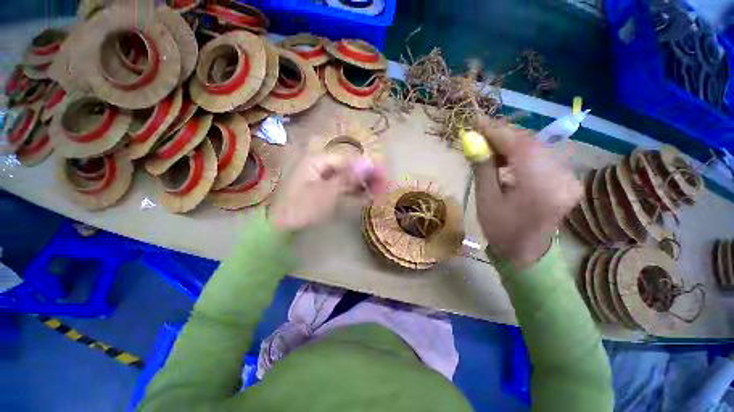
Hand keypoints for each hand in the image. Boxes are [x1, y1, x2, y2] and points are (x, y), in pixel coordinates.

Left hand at [268, 153, 387, 232]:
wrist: (282, 230)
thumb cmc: (301, 209)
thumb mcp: (326, 193)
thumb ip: (348, 177)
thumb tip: (369, 162)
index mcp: (317, 161)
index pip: (348, 159)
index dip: (367, 166)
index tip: (384, 174)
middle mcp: (320, 167)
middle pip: (349, 167)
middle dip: (367, 176)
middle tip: (383, 185)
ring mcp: (322, 180)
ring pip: (347, 178)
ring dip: (362, 184)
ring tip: (378, 192)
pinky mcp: (324, 192)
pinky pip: (343, 188)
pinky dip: (354, 193)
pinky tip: (366, 197)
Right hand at [474, 117, 580, 270]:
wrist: (525, 251)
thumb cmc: (500, 228)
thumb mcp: (485, 199)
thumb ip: (482, 167)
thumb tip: (472, 141)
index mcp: (540, 187)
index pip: (520, 146)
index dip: (497, 131)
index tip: (476, 122)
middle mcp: (563, 178)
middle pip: (531, 143)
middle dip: (503, 136)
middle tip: (479, 134)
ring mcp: (569, 178)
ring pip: (538, 147)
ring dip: (511, 143)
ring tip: (489, 147)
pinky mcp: (568, 179)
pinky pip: (543, 156)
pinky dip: (522, 152)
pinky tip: (507, 158)